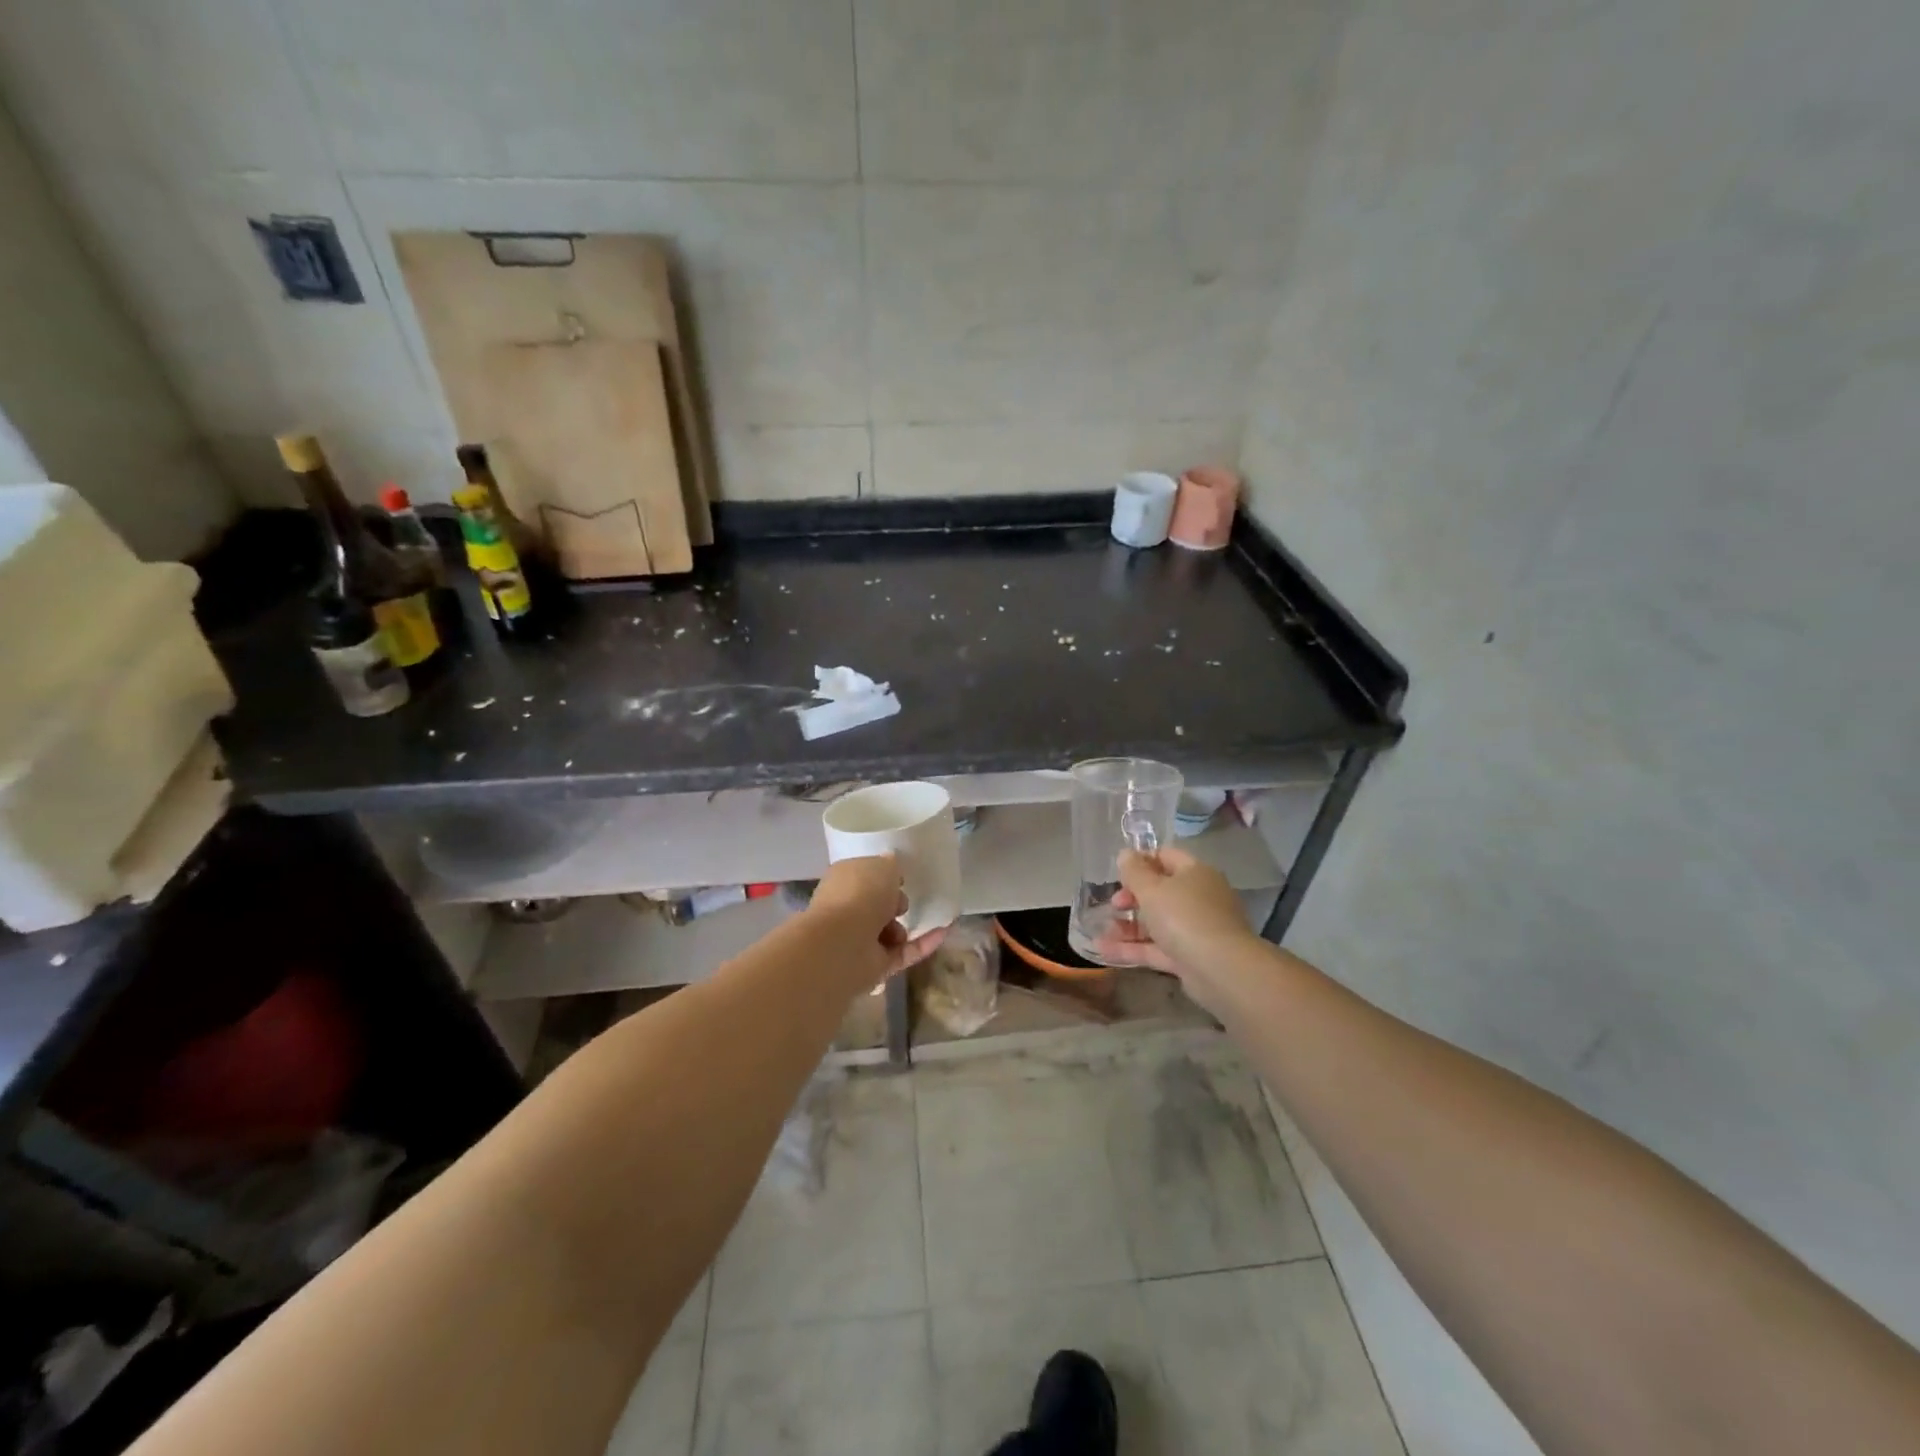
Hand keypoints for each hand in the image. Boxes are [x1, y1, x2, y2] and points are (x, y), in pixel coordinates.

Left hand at [807, 855, 948, 994]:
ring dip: (904, 928)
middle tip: (902, 901)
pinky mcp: (875, 965)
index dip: (882, 876)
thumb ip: (890, 866)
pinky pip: (904, 953)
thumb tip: (891, 864)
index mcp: (842, 882)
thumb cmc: (860, 895)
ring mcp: (859, 940)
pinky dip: (924, 944)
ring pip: (889, 932)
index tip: (900, 877)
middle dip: (893, 903)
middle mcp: (847, 910)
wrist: (844, 944)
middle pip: (876, 906)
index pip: (863, 877)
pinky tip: (945, 932)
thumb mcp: (882, 867)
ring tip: (904, 923)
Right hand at [1093, 846, 1255, 979]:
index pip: (1166, 856)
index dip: (1140, 861)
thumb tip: (1125, 854)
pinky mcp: (1191, 957)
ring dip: (1129, 926)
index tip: (1118, 872)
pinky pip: (1158, 948)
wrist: (1222, 970)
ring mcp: (1197, 929)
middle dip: (1132, 898)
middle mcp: (1199, 897)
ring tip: (1102, 932)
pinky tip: (1105, 951)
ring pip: (1158, 922)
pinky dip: (1134, 948)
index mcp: (1195, 873)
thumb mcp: (1152, 889)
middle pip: (1161, 891)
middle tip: (1114, 905)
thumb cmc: (1184, 917)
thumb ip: (1134, 871)